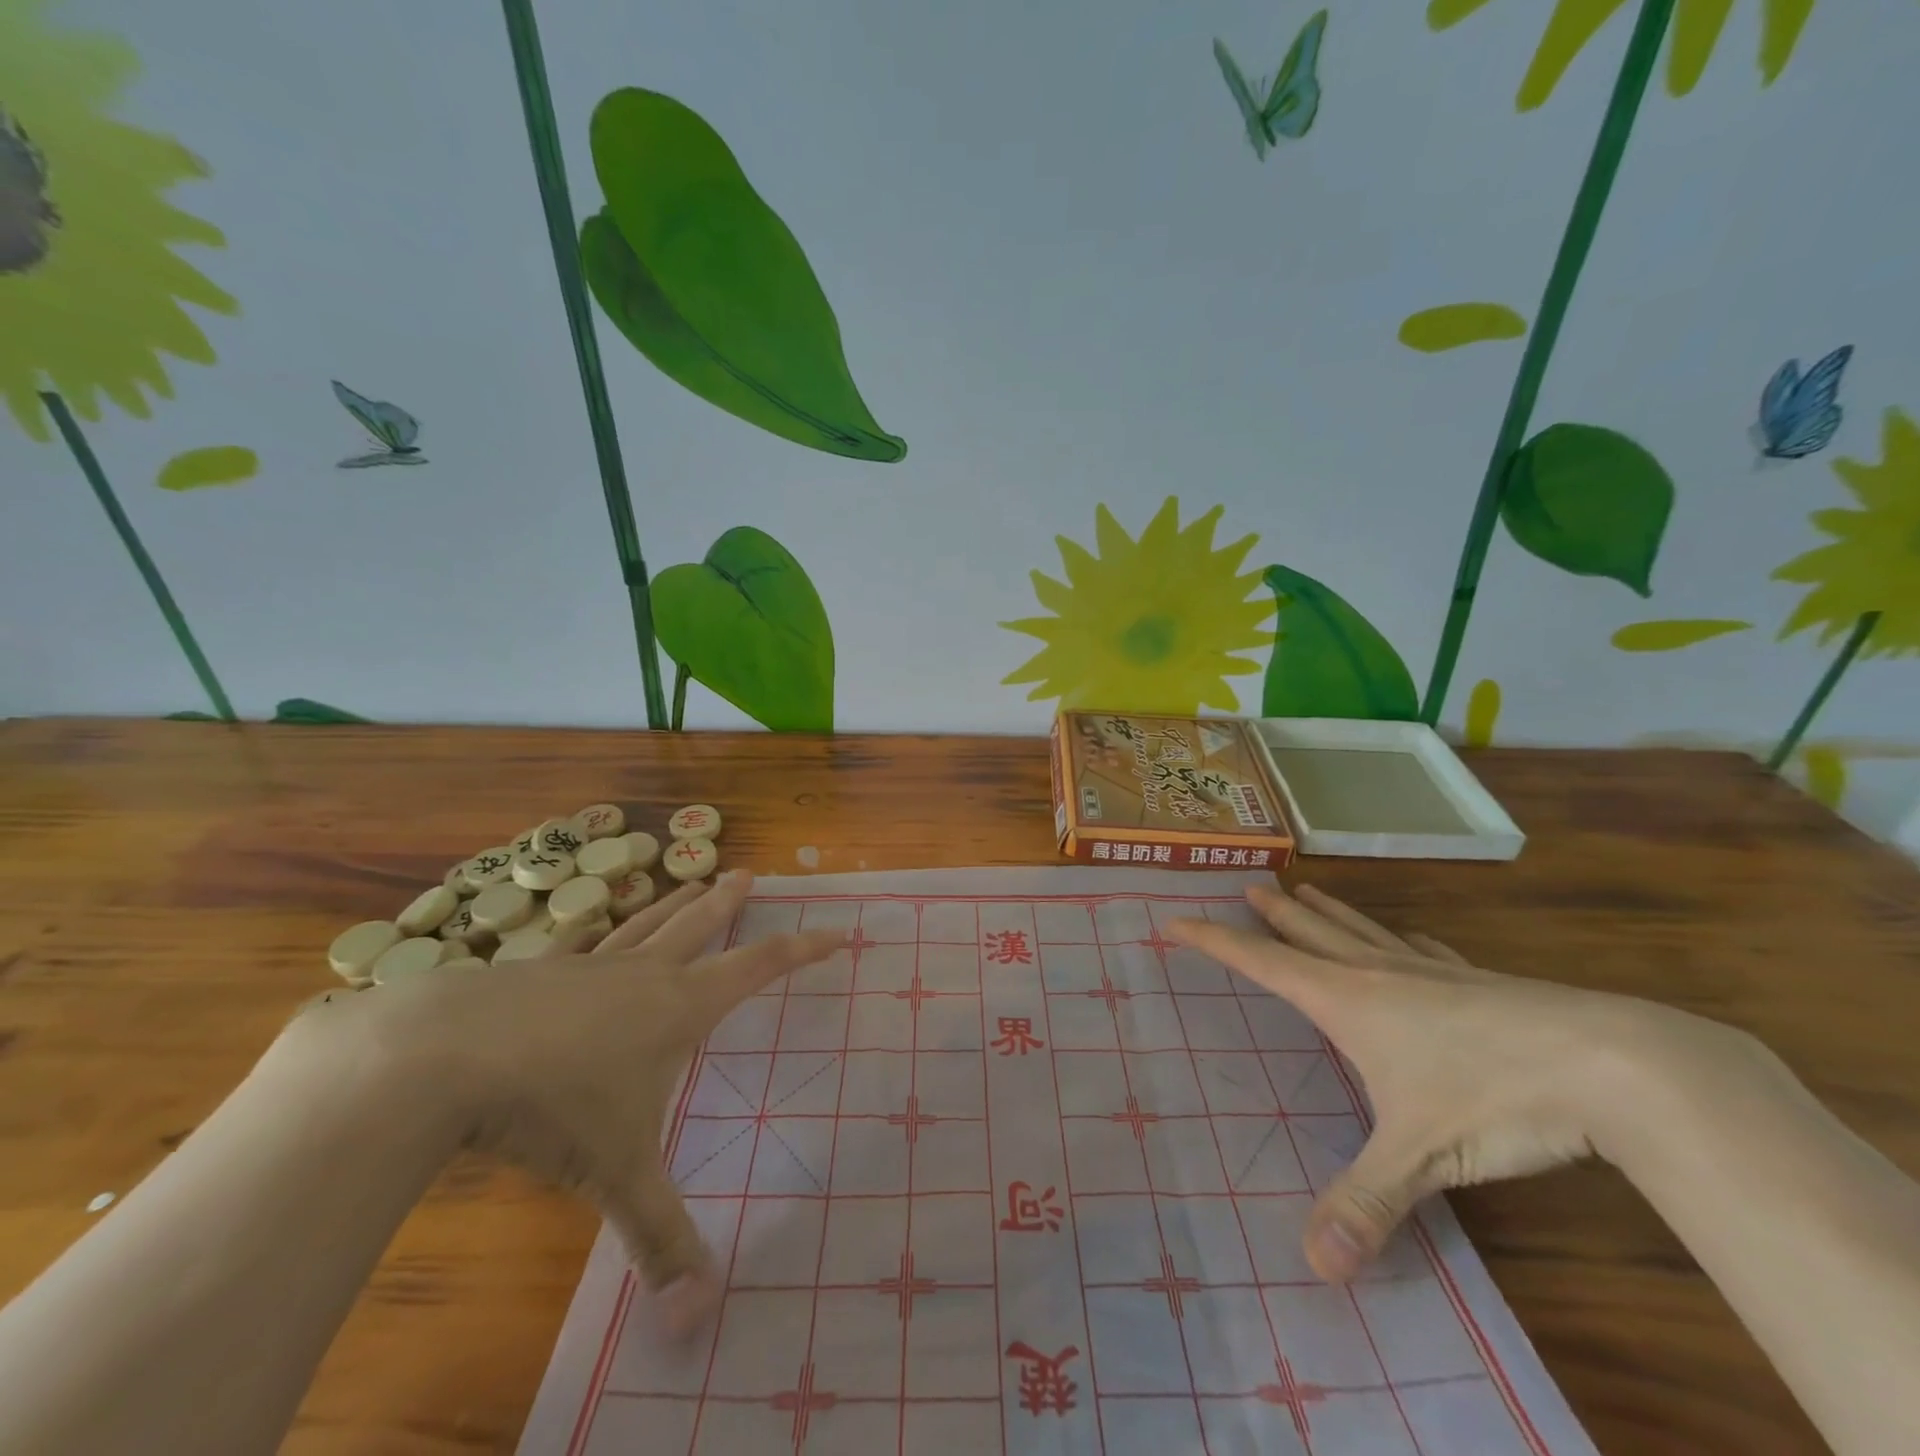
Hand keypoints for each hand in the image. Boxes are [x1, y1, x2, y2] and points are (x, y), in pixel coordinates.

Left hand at [290, 870, 844, 1333]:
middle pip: (699, 926)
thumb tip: (699, 1318)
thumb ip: (659, 1238)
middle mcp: (642, 975)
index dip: (803, 949)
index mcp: (678, 1007)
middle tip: (747, 874)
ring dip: (674, 902)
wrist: (442, 1059)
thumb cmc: (551, 1108)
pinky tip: (594, 923)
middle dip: (728, 903)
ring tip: (692, 880)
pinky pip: (581, 941)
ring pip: (645, 923)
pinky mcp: (537, 970)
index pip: (758, 967)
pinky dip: (599, 928)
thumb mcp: (616, 1175)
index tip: (837, 930)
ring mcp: (587, 965)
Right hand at [1167, 882, 1739, 1282]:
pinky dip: (1397, 937)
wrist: (1609, 1064)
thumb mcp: (1420, 1157)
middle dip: (1274, 913)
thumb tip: (1312, 1266)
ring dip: (1327, 911)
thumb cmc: (1493, 1098)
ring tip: (1306, 891)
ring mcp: (1430, 972)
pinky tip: (1407, 937)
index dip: (1212, 940)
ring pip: (1361, 930)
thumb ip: (1365, 1205)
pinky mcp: (1478, 981)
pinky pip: (1420, 948)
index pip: (1260, 963)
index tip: (1175, 920)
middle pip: (1310, 932)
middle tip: (1248, 885)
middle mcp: (1377, 974)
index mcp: (1347, 1001)